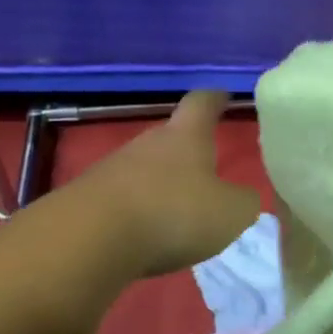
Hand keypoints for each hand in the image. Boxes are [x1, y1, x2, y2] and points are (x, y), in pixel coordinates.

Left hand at [70, 91, 260, 277]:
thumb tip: (242, 198)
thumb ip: (242, 202)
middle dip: (188, 153)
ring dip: (161, 186)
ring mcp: (113, 168)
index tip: (223, 96)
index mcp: (186, 136)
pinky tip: (146, 235)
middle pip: (170, 138)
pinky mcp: (90, 198)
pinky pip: (124, 199)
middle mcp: (147, 143)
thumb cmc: (173, 213)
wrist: (91, 237)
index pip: (201, 103)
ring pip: (145, 170)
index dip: (214, 99)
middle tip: (207, 171)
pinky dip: (138, 212)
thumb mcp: (230, 214)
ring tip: (178, 213)